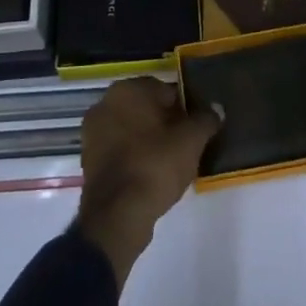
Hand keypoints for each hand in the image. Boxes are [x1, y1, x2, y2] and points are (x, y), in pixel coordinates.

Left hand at [77, 76, 218, 287]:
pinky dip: (136, 155)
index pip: (167, 90)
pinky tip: (152, 173)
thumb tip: (216, 109)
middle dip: (167, 122)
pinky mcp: (89, 158)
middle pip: (147, 108)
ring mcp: (93, 132)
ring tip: (172, 161)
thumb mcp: (191, 141)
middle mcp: (105, 103)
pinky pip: (121, 148)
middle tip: (187, 144)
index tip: (197, 128)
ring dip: (151, 139)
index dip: (186, 108)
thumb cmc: (155, 166)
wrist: (117, 215)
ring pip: (133, 128)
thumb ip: (206, 119)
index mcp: (128, 90)